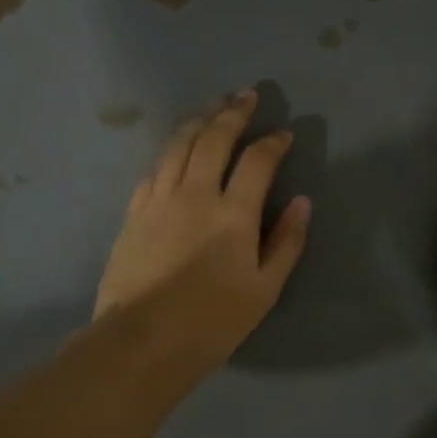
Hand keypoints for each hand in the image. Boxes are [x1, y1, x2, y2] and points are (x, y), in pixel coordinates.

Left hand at [94, 92, 310, 384]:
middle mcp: (195, 193)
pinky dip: (171, 151)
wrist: (143, 341)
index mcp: (233, 213)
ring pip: (178, 145)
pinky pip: (154, 168)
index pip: (258, 161)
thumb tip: (302, 202)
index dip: (274, 143)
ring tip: (211, 107)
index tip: (285, 134)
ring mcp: (159, 200)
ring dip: (198, 120)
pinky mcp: (134, 213)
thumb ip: (287, 242)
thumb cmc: (213, 321)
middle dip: (233, 113)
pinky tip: (175, 149)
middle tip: (246, 96)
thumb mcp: (265, 289)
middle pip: (214, 138)